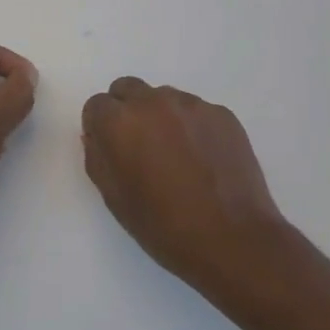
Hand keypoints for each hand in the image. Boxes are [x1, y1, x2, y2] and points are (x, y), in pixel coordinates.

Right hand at [81, 77, 307, 312]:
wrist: (233, 240)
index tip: (112, 150)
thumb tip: (97, 137)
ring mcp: (192, 105)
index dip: (100, 128)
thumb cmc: (163, 226)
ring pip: (163, 97)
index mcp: (120, 123)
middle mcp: (153, 102)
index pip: (97, 105)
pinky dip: (191, 126)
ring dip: (160, 116)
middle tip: (139, 147)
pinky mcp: (222, 114)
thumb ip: (98, 158)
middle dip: (126, 111)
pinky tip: (202, 159)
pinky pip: (195, 111)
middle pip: (128, 89)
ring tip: (176, 155)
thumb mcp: (114, 198)